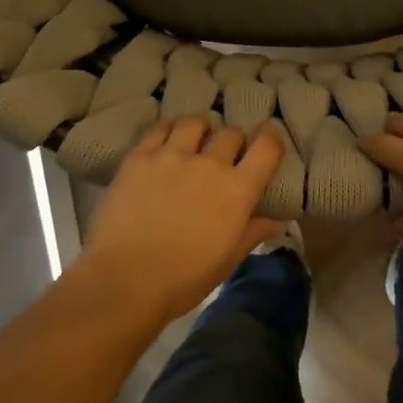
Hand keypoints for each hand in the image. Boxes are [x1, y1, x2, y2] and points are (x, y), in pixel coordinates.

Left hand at [76, 116, 286, 325]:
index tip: (269, 135)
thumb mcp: (227, 260)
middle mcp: (209, 163)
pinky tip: (166, 139)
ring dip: (201, 128)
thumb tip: (278, 219)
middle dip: (233, 140)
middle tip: (226, 152)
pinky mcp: (140, 156)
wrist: (125, 279)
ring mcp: (172, 155)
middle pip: (230, 132)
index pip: (266, 148)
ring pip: (195, 123)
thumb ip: (253, 232)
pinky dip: (169, 129)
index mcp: (237, 190)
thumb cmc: (183, 279)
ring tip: (195, 138)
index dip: (272, 137)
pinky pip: (160, 128)